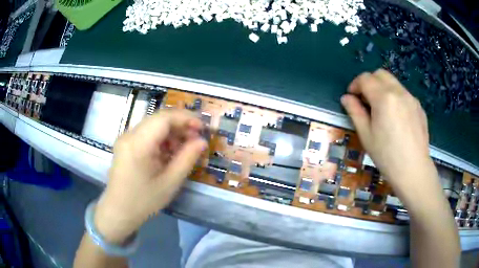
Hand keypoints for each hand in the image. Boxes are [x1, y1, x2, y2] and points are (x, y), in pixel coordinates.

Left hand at [94, 110, 206, 243]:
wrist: (118, 212)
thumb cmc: (144, 201)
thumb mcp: (170, 183)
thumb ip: (187, 159)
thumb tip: (202, 141)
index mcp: (138, 144)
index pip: (164, 118)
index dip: (185, 118)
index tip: (202, 128)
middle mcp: (129, 135)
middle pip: (158, 119)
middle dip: (180, 125)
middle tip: (195, 139)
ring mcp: (125, 139)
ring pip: (153, 125)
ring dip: (171, 132)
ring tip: (183, 148)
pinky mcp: (125, 145)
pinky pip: (146, 134)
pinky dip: (160, 139)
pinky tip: (168, 153)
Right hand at [340, 69, 433, 194]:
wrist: (414, 170)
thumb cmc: (387, 156)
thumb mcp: (366, 135)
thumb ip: (355, 112)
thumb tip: (346, 98)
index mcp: (384, 97)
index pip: (365, 78)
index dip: (355, 85)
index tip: (352, 97)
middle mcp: (399, 92)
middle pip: (380, 74)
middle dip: (369, 82)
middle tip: (366, 100)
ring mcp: (411, 98)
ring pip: (393, 82)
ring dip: (383, 88)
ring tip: (381, 109)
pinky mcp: (419, 107)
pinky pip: (404, 94)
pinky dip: (395, 97)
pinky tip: (396, 118)